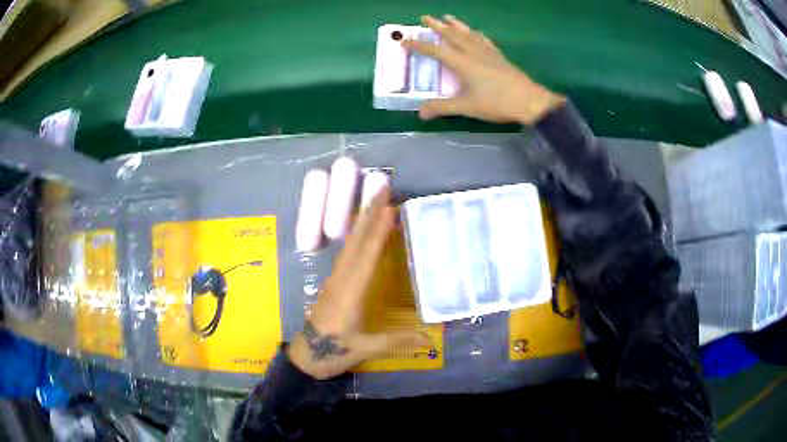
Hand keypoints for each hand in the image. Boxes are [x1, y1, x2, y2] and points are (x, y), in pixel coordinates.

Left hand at [288, 187, 427, 379]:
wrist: (305, 356)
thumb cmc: (334, 352)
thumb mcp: (367, 348)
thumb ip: (398, 341)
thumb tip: (431, 339)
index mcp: (350, 292)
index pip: (366, 256)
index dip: (378, 231)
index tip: (389, 208)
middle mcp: (341, 279)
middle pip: (356, 242)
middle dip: (369, 214)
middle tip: (382, 189)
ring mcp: (335, 280)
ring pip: (350, 245)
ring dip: (363, 221)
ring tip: (377, 202)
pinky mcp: (333, 284)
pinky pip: (347, 254)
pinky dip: (358, 237)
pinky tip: (364, 231)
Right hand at [403, 15, 564, 124]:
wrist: (529, 101)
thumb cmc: (496, 103)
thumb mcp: (466, 107)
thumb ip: (442, 107)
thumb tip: (420, 113)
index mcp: (461, 62)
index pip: (434, 50)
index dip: (418, 45)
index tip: (404, 40)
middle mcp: (472, 52)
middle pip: (451, 35)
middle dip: (436, 26)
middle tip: (425, 17)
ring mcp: (487, 52)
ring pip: (468, 33)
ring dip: (455, 24)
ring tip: (447, 17)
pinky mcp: (498, 55)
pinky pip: (483, 39)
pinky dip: (475, 33)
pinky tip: (475, 32)